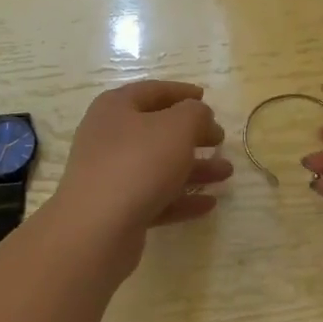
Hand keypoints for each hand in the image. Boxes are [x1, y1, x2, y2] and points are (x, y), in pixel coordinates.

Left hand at [52, 80, 230, 265]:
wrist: (96, 230)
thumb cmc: (138, 163)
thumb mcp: (177, 127)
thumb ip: (195, 114)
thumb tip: (198, 114)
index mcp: (116, 108)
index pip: (153, 91)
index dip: (181, 92)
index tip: (206, 98)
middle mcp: (109, 137)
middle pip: (157, 130)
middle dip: (192, 134)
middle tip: (220, 139)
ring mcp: (111, 175)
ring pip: (159, 166)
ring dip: (193, 168)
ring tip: (226, 173)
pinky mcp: (117, 210)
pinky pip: (155, 197)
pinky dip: (182, 198)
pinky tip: (209, 204)